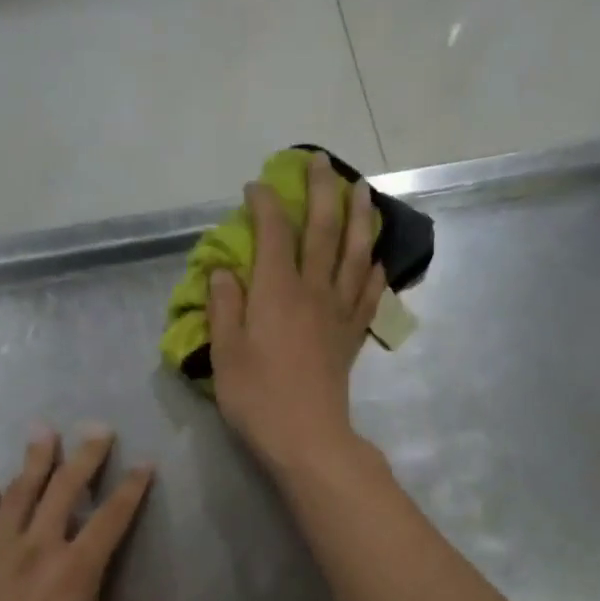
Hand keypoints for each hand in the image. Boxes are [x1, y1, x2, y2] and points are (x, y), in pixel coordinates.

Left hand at [0, 427, 194, 600]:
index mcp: (77, 569)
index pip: (112, 517)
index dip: (132, 488)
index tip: (144, 463)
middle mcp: (37, 550)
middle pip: (64, 491)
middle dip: (84, 457)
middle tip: (95, 428)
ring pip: (17, 497)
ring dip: (32, 463)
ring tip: (41, 433)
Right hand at [208, 150, 386, 478]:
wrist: (307, 438)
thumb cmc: (257, 398)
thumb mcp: (225, 353)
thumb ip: (224, 307)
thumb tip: (223, 270)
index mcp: (276, 292)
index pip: (273, 233)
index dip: (265, 204)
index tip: (256, 186)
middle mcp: (313, 291)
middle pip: (322, 230)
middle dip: (321, 191)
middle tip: (321, 162)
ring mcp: (338, 313)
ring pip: (354, 254)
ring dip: (359, 218)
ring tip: (362, 191)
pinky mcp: (352, 336)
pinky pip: (367, 294)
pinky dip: (373, 271)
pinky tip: (376, 258)